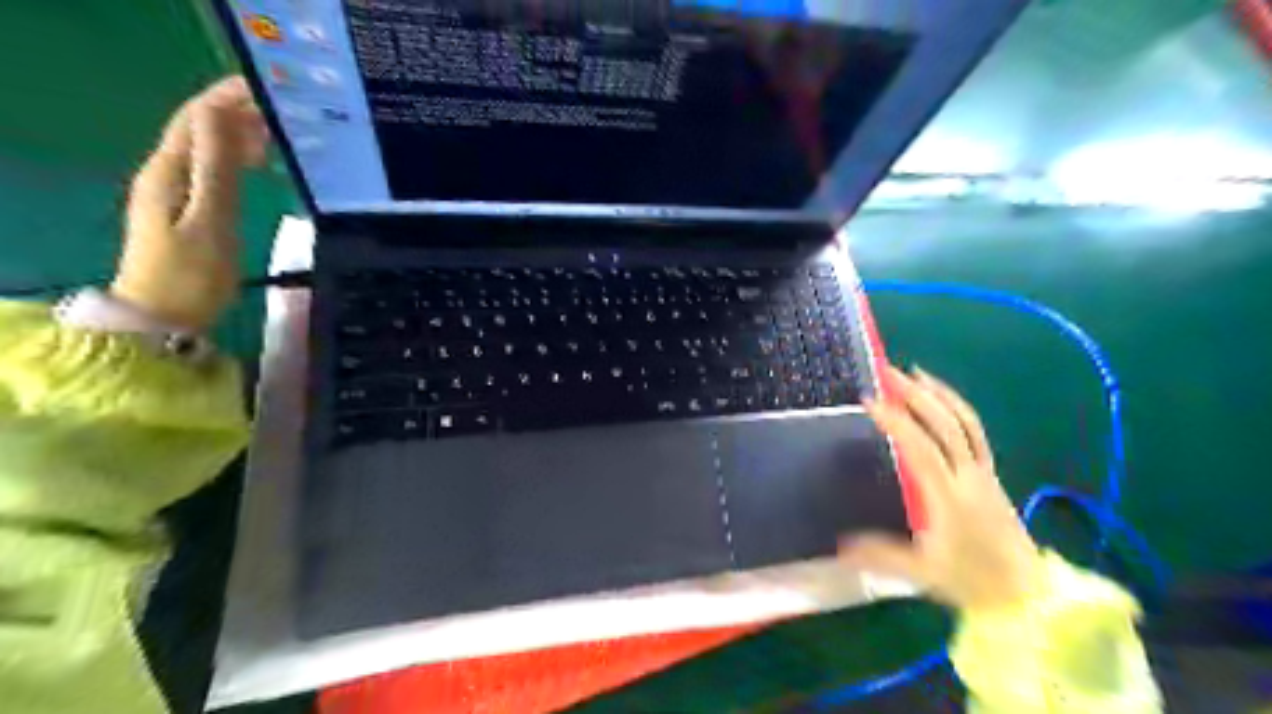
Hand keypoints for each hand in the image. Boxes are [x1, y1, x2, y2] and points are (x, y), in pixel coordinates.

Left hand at [109, 74, 267, 330]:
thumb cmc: (192, 275)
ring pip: (207, 147)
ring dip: (240, 134)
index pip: (196, 118)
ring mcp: (174, 191)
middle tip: (286, 110)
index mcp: (169, 171)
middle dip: (238, 111)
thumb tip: (221, 115)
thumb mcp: (210, 222)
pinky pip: (213, 169)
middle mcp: (166, 173)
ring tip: (281, 132)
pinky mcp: (187, 209)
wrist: (163, 318)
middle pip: (200, 128)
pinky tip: (261, 163)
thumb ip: (218, 170)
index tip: (269, 87)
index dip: (228, 97)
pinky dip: (237, 158)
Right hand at [836, 367, 1042, 612]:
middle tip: (889, 372)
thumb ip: (879, 554)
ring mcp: (982, 473)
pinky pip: (975, 433)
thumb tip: (839, 545)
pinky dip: (957, 409)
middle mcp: (967, 476)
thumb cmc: (972, 580)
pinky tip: (943, 402)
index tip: (870, 401)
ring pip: (965, 423)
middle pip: (945, 424)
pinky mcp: (990, 476)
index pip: (920, 447)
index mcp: (947, 495)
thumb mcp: (921, 571)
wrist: (1027, 593)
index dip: (895, 420)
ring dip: (940, 395)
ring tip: (917, 373)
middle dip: (916, 395)